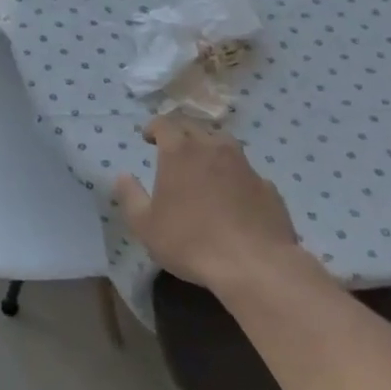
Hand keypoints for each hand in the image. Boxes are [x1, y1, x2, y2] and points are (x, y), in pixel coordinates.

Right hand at [112, 115, 304, 293]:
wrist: (255, 266)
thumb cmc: (190, 241)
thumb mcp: (145, 224)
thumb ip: (130, 196)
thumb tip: (122, 176)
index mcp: (179, 151)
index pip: (164, 123)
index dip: (153, 127)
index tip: (147, 137)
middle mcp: (212, 148)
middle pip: (194, 127)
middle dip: (180, 133)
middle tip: (172, 148)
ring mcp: (244, 165)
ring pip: (224, 143)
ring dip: (209, 147)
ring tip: (204, 165)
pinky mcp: (268, 187)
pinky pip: (246, 172)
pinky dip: (235, 176)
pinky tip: (234, 196)